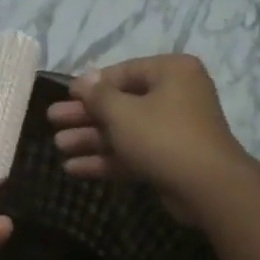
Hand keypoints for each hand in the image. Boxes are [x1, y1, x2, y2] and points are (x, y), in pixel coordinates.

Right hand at [47, 54, 248, 222]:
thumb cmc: (163, 137)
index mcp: (171, 72)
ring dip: (91, 139)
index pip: (123, 72)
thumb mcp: (123, 112)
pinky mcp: (168, 160)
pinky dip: (106, 159)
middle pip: (121, 103)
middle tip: (52, 120)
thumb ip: (98, 95)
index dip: (91, 85)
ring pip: (124, 131)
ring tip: (58, 146)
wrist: (207, 187)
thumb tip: (84, 79)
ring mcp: (173, 130)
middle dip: (85, 115)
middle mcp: (175, 96)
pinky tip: (74, 168)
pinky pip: (132, 153)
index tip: (65, 95)